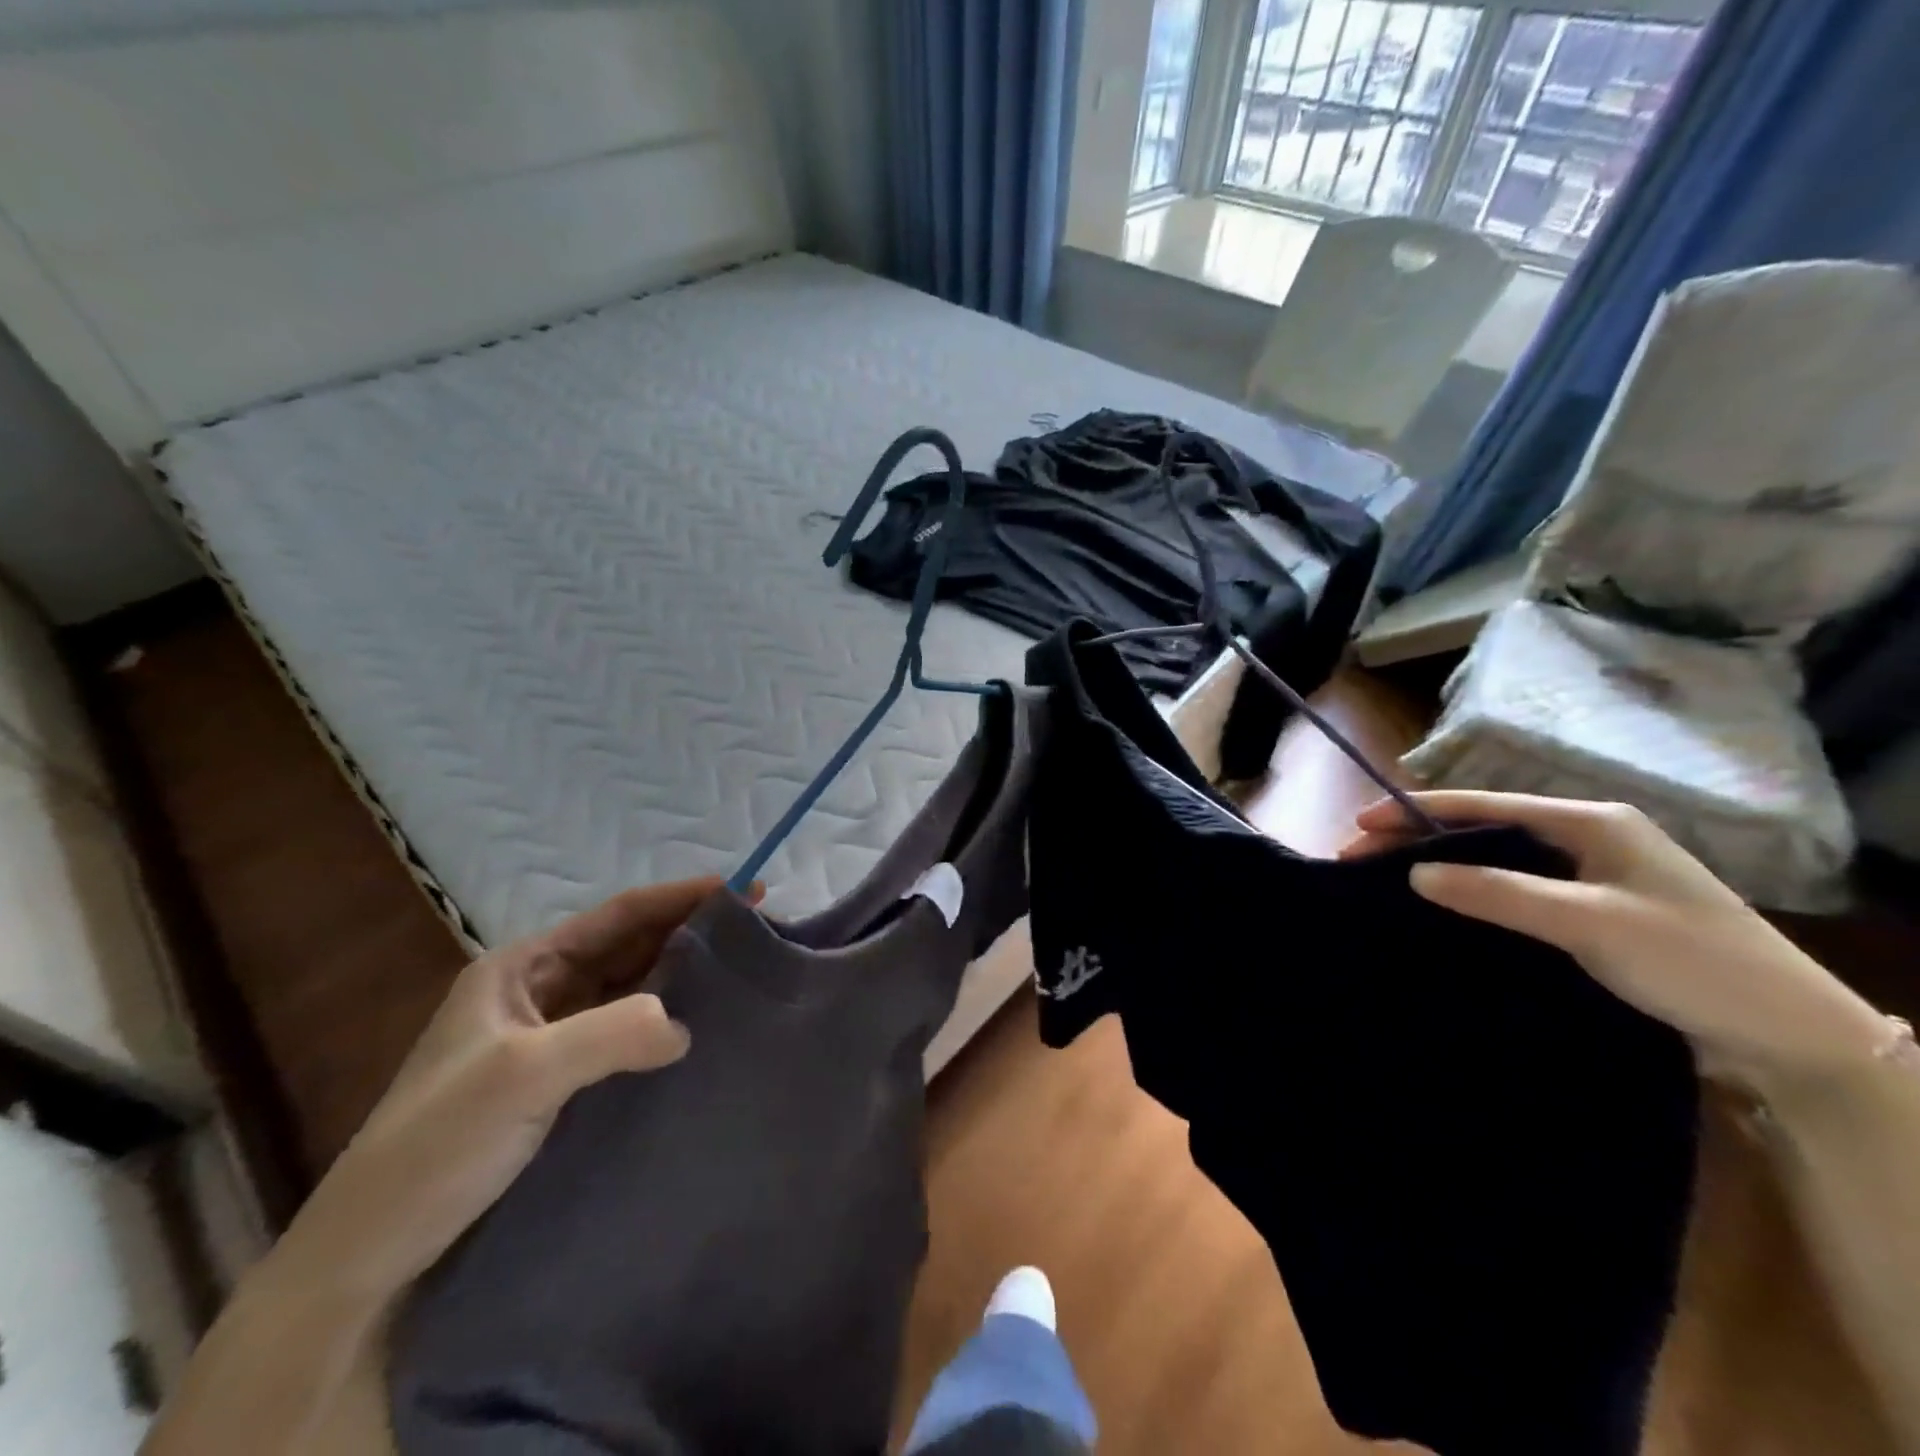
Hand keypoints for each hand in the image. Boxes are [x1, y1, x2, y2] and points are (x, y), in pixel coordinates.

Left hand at [276, 876, 744, 1302]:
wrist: (368, 1260)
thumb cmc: (435, 1146)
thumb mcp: (520, 1076)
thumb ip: (609, 1035)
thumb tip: (687, 1027)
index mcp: (521, 968)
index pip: (617, 916)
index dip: (680, 897)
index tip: (744, 889)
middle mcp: (540, 993)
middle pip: (629, 948)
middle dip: (690, 932)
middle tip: (758, 929)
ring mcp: (552, 1040)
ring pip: (632, 990)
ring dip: (682, 979)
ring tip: (744, 973)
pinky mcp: (565, 1085)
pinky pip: (628, 1036)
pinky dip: (666, 1026)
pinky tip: (704, 1032)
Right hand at [1341, 791, 1890, 1082]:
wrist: (1792, 1034)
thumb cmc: (1690, 960)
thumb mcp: (1588, 922)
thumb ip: (1498, 892)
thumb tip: (1416, 873)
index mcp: (1591, 822)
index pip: (1484, 806)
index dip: (1417, 810)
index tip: (1360, 822)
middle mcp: (1588, 838)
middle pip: (1484, 828)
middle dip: (1420, 836)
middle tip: (1360, 853)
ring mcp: (1592, 875)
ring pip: (1497, 858)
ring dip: (1442, 863)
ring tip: (1389, 874)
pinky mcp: (1593, 910)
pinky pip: (1516, 887)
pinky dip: (1473, 889)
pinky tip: (1446, 903)